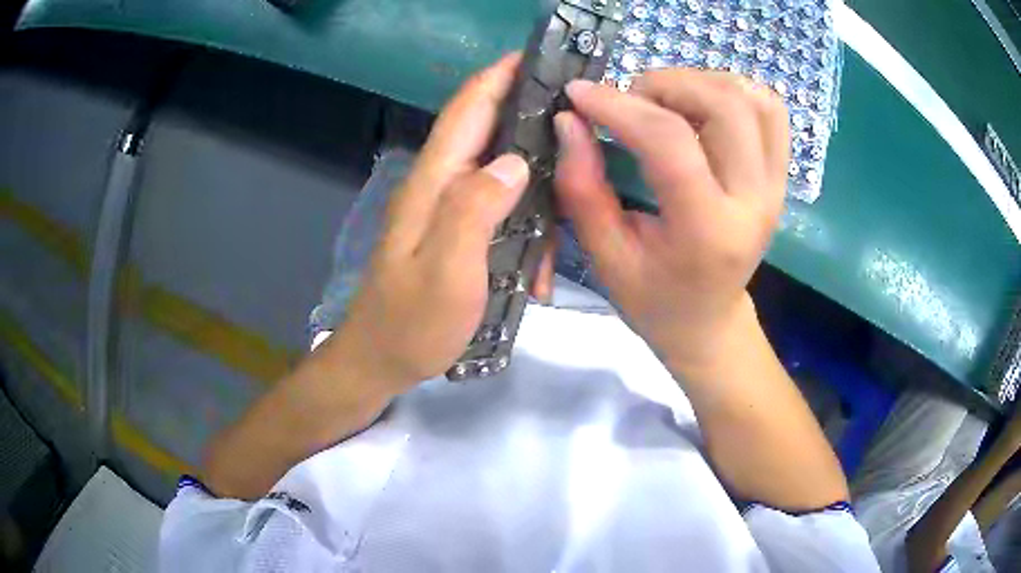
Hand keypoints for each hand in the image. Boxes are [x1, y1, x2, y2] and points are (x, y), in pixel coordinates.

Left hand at [325, 53, 546, 391]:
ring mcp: (449, 210)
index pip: (469, 109)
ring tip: (560, 239)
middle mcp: (441, 185)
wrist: (381, 361)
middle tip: (582, 135)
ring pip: (504, 177)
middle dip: (534, 124)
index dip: (500, 76)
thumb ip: (475, 210)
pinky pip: (501, 213)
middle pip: (490, 133)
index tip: (540, 57)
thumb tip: (514, 160)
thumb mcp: (447, 271)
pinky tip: (538, 271)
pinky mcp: (458, 233)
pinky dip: (526, 231)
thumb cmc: (411, 323)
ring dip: (538, 198)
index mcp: (434, 182)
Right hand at [554, 70, 789, 372]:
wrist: (708, 321)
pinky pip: (770, 109)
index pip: (670, 142)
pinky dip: (732, 91)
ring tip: (663, 103)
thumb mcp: (606, 256)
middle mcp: (754, 200)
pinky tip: (700, 107)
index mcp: (707, 231)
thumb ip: (582, 187)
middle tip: (630, 102)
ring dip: (698, 82)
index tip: (578, 95)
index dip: (618, 107)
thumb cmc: (653, 299)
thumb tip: (570, 120)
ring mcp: (775, 185)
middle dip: (664, 85)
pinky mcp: (780, 175)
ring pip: (751, 97)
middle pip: (723, 104)